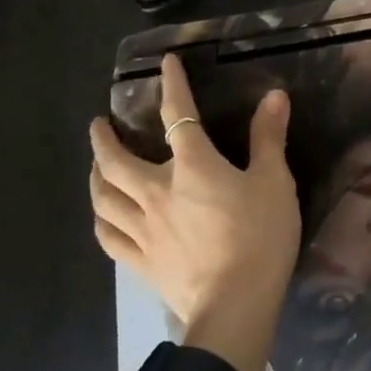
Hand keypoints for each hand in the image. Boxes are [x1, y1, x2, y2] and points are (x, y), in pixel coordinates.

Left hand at [90, 55, 300, 370]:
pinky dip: (102, 219)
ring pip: (103, 197)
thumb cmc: (260, 238)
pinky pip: (109, 235)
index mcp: (192, 166)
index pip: (178, 114)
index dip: (172, 85)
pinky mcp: (139, 261)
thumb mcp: (274, 182)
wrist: (235, 306)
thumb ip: (268, 138)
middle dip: (104, 139)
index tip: (165, 64)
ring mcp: (142, 229)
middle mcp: (156, 191)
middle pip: (116, 160)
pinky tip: (104, 216)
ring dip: (95, 175)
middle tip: (99, 124)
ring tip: (96, 165)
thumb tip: (273, 96)